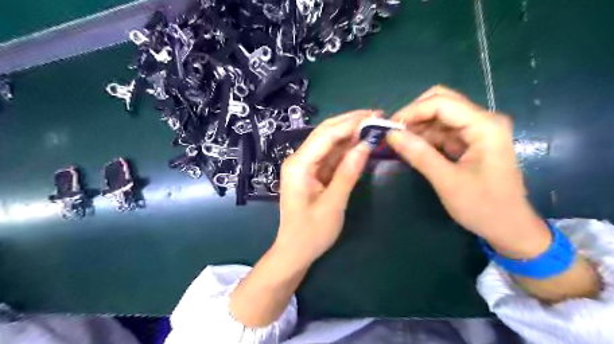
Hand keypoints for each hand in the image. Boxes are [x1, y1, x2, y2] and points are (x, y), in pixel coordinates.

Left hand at [275, 110, 379, 264]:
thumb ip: (348, 172)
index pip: (326, 135)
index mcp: (299, 165)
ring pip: (329, 142)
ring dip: (350, 133)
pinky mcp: (312, 173)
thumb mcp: (333, 204)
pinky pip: (330, 156)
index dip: (351, 123)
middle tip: (377, 115)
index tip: (375, 116)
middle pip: (325, 133)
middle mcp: (299, 160)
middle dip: (350, 122)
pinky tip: (361, 143)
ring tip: (373, 125)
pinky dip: (346, 149)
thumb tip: (366, 144)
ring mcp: (305, 165)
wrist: (295, 251)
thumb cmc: (312, 233)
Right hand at [386, 86, 548, 256]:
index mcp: (484, 126)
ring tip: (398, 143)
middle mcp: (482, 121)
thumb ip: (419, 154)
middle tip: (394, 133)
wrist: (509, 228)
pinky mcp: (470, 142)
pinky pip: (442, 132)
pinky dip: (425, 138)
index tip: (390, 127)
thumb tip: (391, 134)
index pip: (442, 103)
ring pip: (440, 117)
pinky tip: (411, 148)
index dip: (412, 111)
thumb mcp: (447, 181)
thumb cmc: (483, 206)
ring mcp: (477, 131)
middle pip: (442, 103)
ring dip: (418, 127)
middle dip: (415, 115)